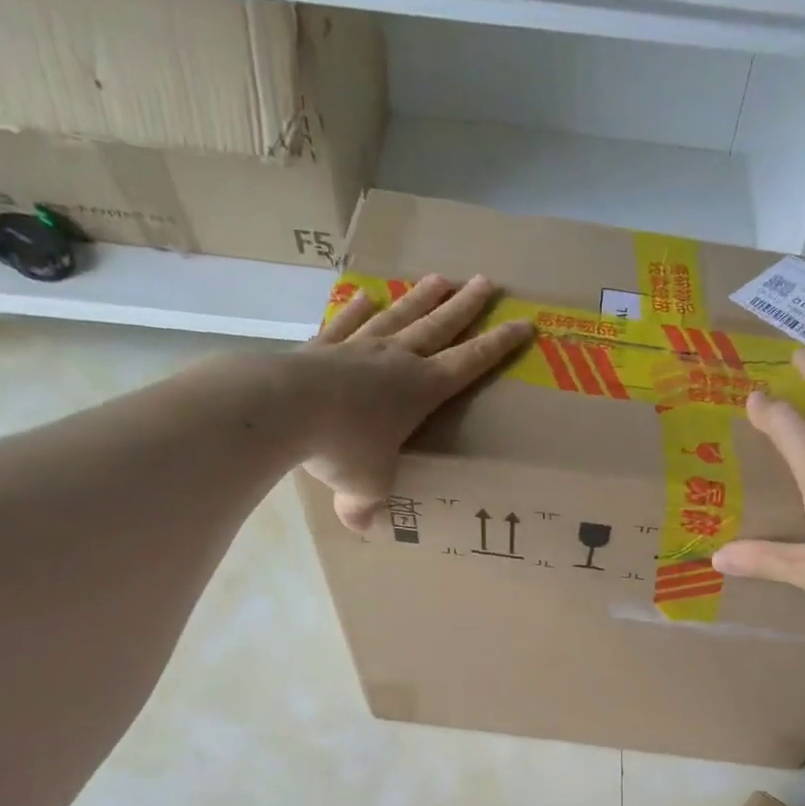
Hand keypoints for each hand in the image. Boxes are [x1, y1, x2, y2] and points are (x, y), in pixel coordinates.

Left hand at [294, 275, 533, 530]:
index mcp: (421, 390)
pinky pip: (346, 324)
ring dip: (421, 298)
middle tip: (487, 282)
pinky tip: (367, 297)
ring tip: (440, 278)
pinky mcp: (322, 348)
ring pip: (399, 317)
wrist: (282, 408)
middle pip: (439, 328)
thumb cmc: (342, 447)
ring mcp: (358, 349)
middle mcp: (396, 361)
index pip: (469, 363)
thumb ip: (365, 504)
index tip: (522, 323)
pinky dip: (358, 310)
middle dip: (466, 306)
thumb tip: (358, 526)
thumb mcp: (365, 486)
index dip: (498, 345)